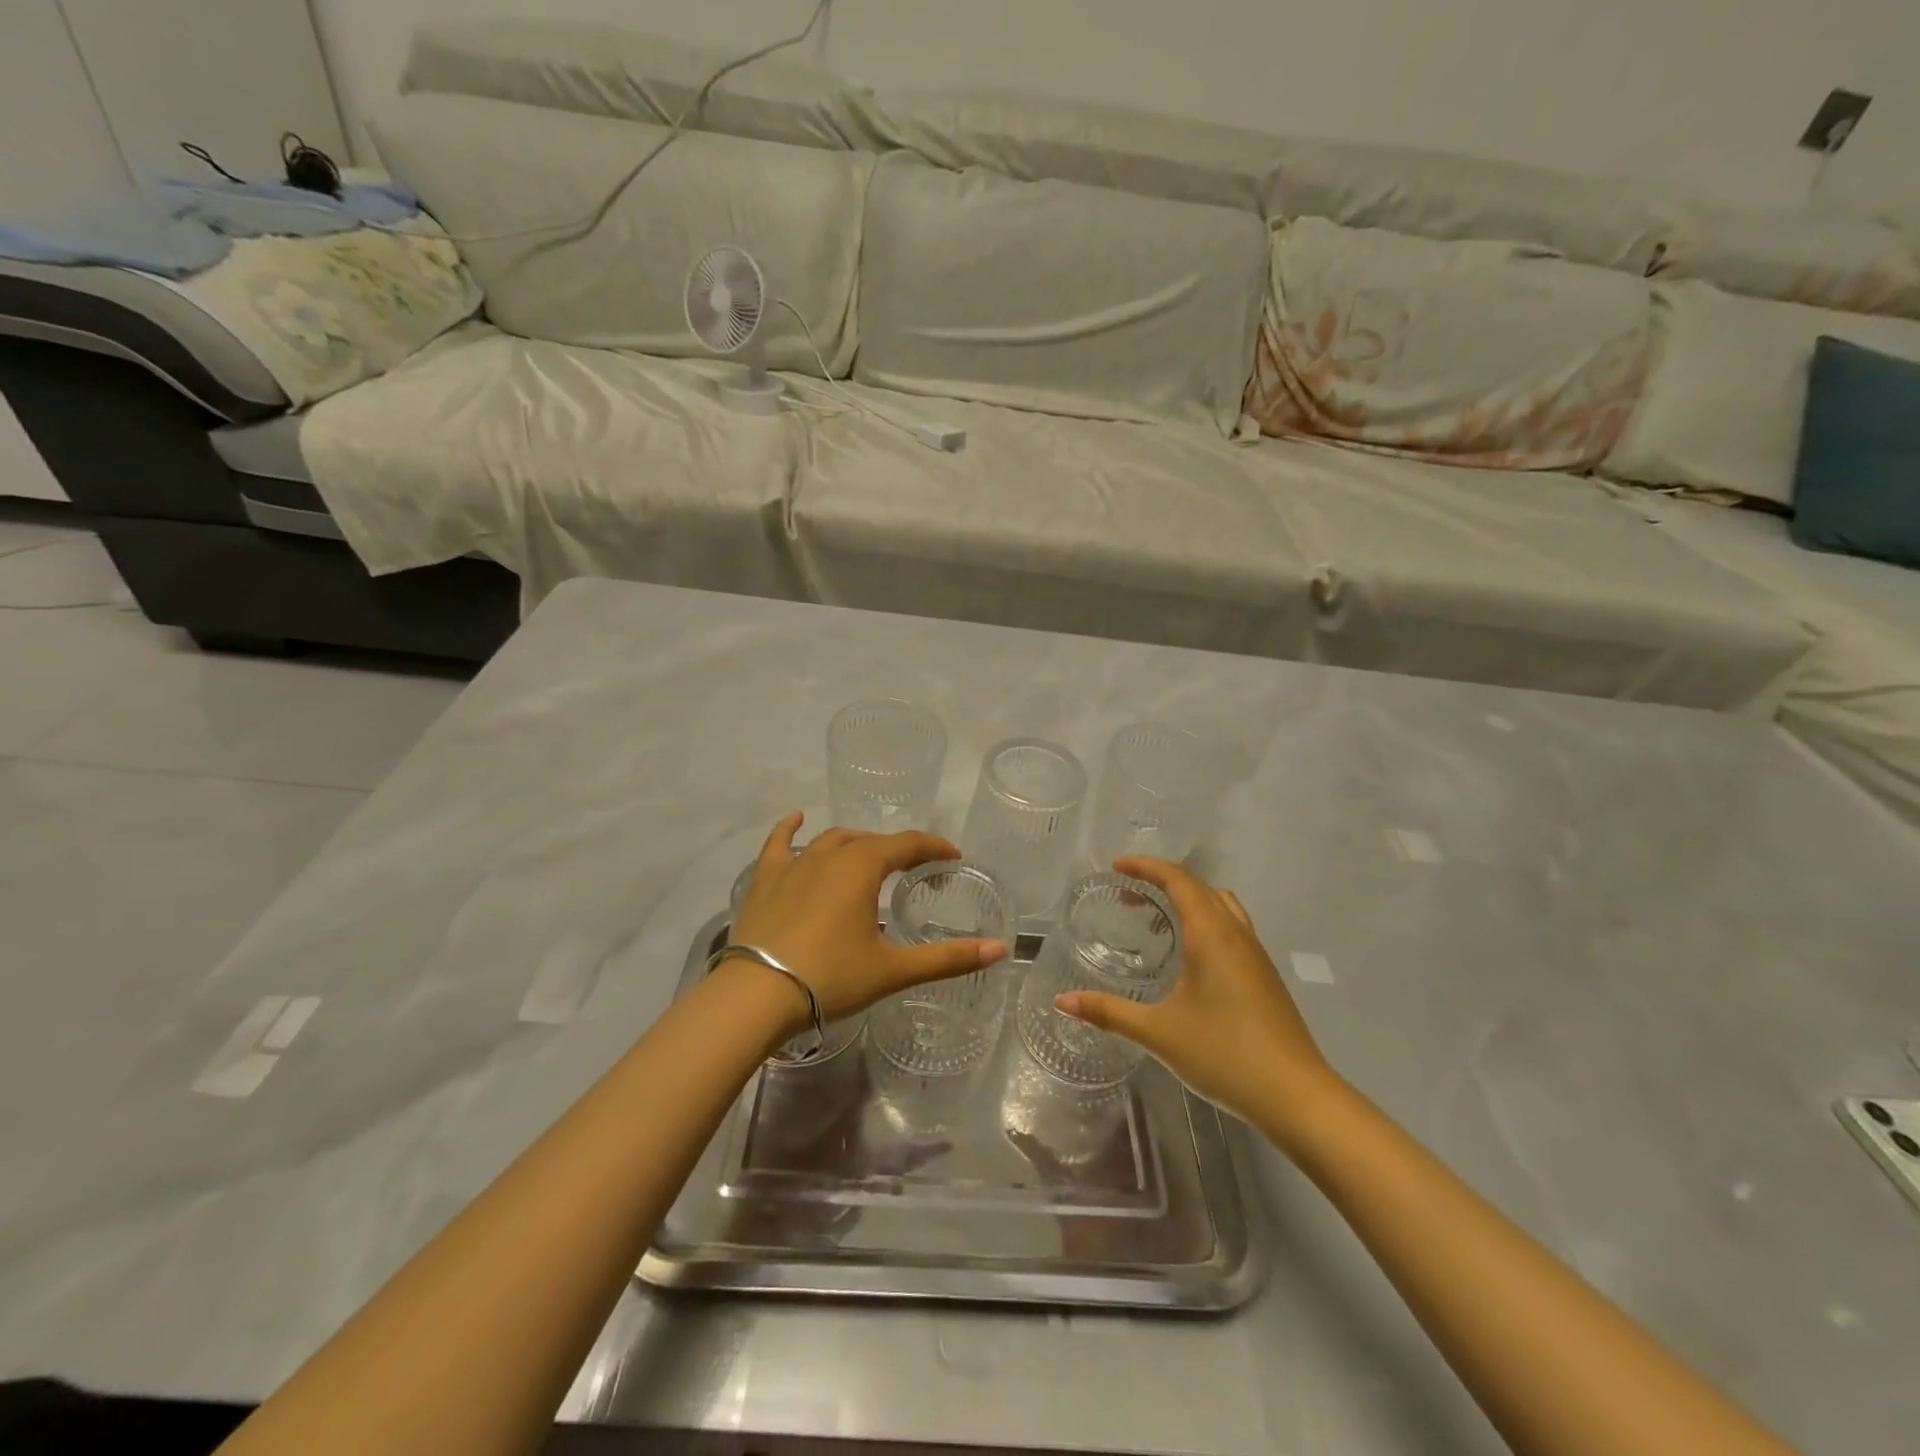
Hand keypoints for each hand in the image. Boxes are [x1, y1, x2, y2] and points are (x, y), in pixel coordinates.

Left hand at [731, 812, 1009, 1023]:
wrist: (756, 996)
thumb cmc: (831, 978)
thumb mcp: (893, 969)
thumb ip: (948, 958)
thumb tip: (1000, 950)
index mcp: (863, 867)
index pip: (908, 844)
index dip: (934, 847)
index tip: (952, 857)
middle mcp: (829, 854)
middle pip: (871, 841)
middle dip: (898, 850)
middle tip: (915, 871)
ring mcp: (793, 864)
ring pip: (832, 839)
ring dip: (856, 844)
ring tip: (870, 858)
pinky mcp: (766, 880)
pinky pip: (779, 843)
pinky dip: (789, 828)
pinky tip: (796, 818)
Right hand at [1056, 856, 1340, 1135]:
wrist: (1298, 1096)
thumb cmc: (1225, 1055)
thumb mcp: (1159, 1033)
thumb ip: (1109, 1012)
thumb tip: (1062, 1001)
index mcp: (1211, 935)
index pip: (1178, 880)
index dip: (1146, 866)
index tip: (1116, 867)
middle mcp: (1236, 934)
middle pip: (1199, 887)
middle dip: (1162, 882)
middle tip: (1128, 897)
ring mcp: (1256, 954)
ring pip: (1221, 905)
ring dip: (1188, 900)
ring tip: (1157, 921)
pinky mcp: (1265, 976)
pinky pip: (1232, 927)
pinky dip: (1206, 920)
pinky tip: (1190, 957)